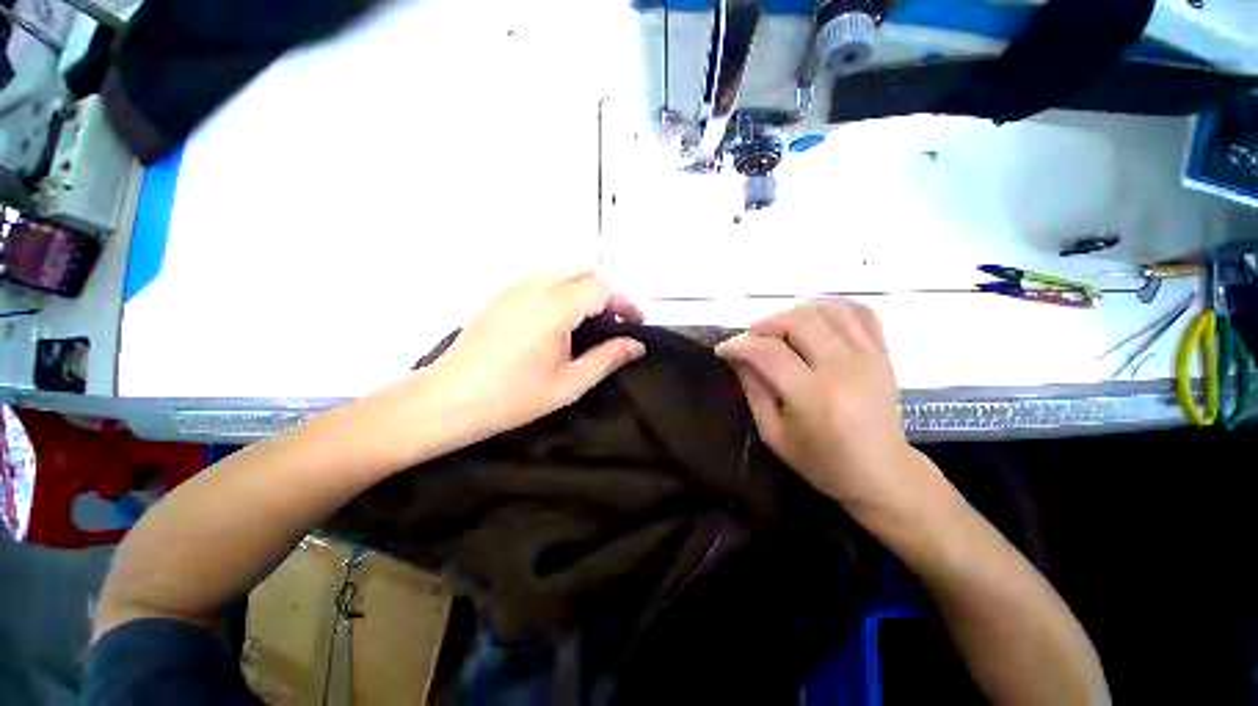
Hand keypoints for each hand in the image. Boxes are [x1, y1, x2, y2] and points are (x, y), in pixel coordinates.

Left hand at [426, 270, 645, 437]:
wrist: (451, 399)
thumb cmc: (514, 396)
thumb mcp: (570, 383)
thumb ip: (608, 358)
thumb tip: (636, 346)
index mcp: (555, 307)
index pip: (602, 289)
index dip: (625, 304)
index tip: (637, 323)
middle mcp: (535, 286)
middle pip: (584, 271)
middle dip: (606, 292)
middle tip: (612, 322)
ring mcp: (513, 286)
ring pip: (561, 269)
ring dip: (583, 286)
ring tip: (587, 319)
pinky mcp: (500, 293)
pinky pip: (540, 276)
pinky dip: (560, 287)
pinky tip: (557, 317)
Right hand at [715, 301, 923, 517]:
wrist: (881, 472)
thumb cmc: (821, 460)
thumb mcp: (773, 434)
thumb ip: (754, 390)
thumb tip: (739, 355)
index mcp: (814, 397)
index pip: (769, 353)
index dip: (739, 344)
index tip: (724, 349)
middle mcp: (844, 369)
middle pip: (799, 322)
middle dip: (765, 324)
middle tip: (752, 340)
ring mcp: (870, 357)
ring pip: (827, 310)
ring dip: (795, 314)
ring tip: (781, 331)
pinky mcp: (883, 353)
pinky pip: (859, 312)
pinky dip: (831, 308)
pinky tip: (815, 323)